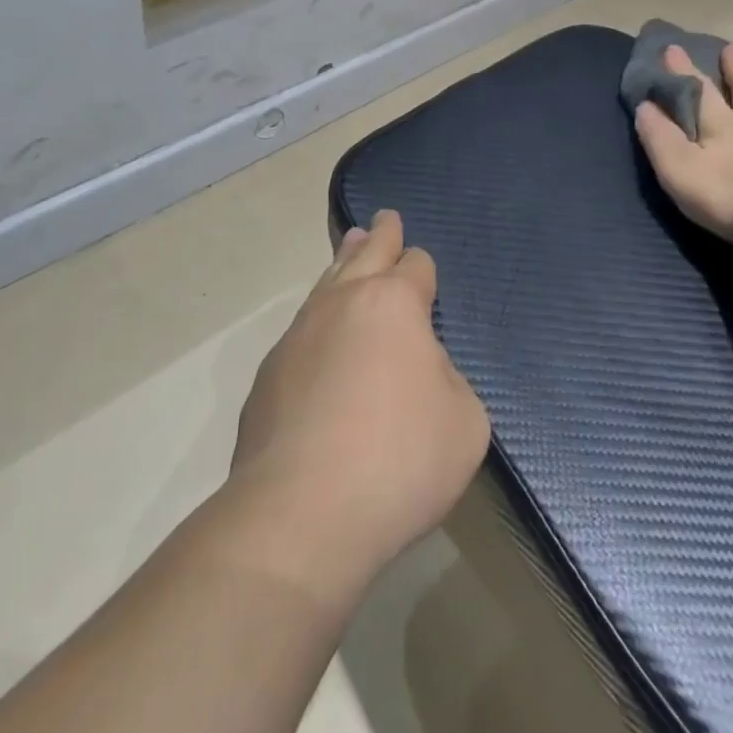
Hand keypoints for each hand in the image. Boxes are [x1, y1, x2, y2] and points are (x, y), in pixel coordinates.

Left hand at [232, 211, 488, 580]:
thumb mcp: (464, 421)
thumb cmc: (400, 460)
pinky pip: (302, 331)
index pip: (415, 265)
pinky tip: (322, 338)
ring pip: (326, 283)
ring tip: (350, 246)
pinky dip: (320, 321)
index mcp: (394, 303)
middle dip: (380, 235)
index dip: (423, 267)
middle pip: (365, 253)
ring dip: (343, 262)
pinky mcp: (268, 375)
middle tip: (384, 218)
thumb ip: (448, 380)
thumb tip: (419, 372)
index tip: (423, 270)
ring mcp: (298, 336)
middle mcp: (342, 303)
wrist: (301, 514)